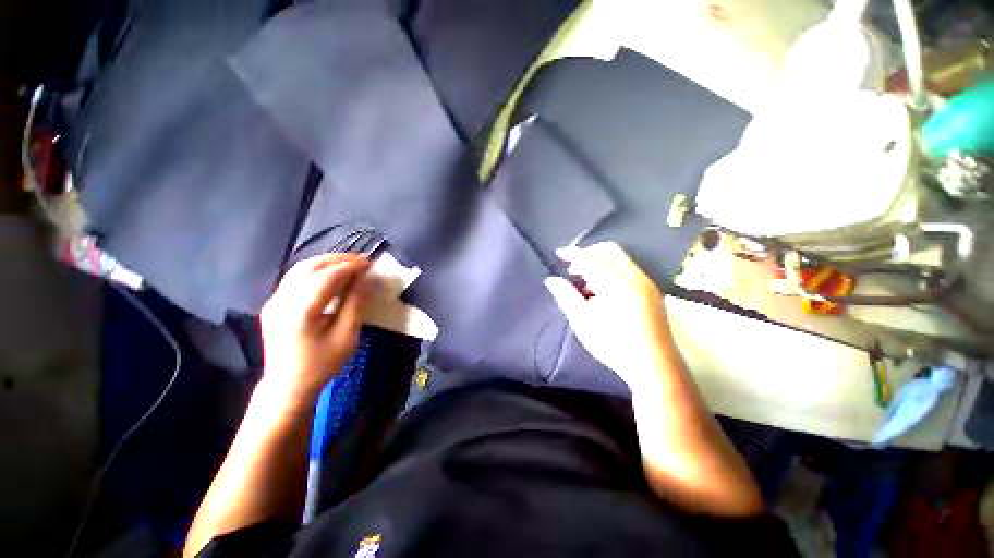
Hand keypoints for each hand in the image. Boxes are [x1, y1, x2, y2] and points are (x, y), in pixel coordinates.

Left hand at [259, 253, 370, 405]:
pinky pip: (295, 278)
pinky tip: (331, 275)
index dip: (350, 266)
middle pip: (310, 266)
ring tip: (349, 264)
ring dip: (327, 262)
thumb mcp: (346, 336)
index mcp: (301, 311)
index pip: (327, 276)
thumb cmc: (322, 364)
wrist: (287, 386)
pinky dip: (316, 271)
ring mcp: (274, 301)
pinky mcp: (273, 304)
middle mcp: (282, 300)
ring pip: (300, 268)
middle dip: (338, 259)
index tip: (369, 264)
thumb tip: (361, 280)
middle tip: (361, 260)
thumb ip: (354, 304)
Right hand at [544, 242, 672, 388]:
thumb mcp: (582, 321)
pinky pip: (628, 268)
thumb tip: (552, 280)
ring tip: (585, 283)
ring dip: (599, 261)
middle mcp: (634, 277)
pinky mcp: (651, 290)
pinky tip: (602, 290)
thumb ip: (566, 296)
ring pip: (620, 258)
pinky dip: (611, 270)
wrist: (653, 366)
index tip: (558, 253)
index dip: (573, 254)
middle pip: (609, 250)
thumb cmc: (613, 345)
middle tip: (572, 268)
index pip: (590, 259)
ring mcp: (646, 283)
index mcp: (616, 285)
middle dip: (588, 253)